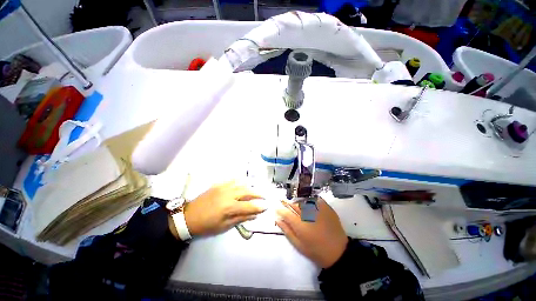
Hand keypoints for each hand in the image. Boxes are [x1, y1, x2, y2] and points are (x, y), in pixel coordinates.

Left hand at [184, 181, 266, 235]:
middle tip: (263, 197)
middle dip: (257, 194)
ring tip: (254, 191)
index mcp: (229, 207)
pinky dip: (239, 181)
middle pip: (247, 192)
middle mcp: (228, 194)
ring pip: (241, 184)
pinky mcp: (218, 185)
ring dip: (250, 188)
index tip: (266, 206)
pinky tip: (243, 183)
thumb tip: (254, 215)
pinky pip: (232, 180)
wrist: (188, 217)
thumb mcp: (224, 226)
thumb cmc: (206, 225)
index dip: (259, 207)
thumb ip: (241, 218)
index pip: (249, 206)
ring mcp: (223, 187)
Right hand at [276, 198, 348, 267]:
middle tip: (284, 202)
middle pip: (294, 205)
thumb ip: (287, 231)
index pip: (286, 213)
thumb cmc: (316, 251)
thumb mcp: (299, 245)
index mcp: (300, 225)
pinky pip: (315, 200)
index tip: (276, 208)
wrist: (338, 252)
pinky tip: (308, 204)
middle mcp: (308, 214)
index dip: (280, 209)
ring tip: (296, 205)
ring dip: (298, 202)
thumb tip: (278, 219)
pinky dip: (310, 200)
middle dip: (287, 203)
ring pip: (303, 201)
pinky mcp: (326, 208)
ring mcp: (318, 210)